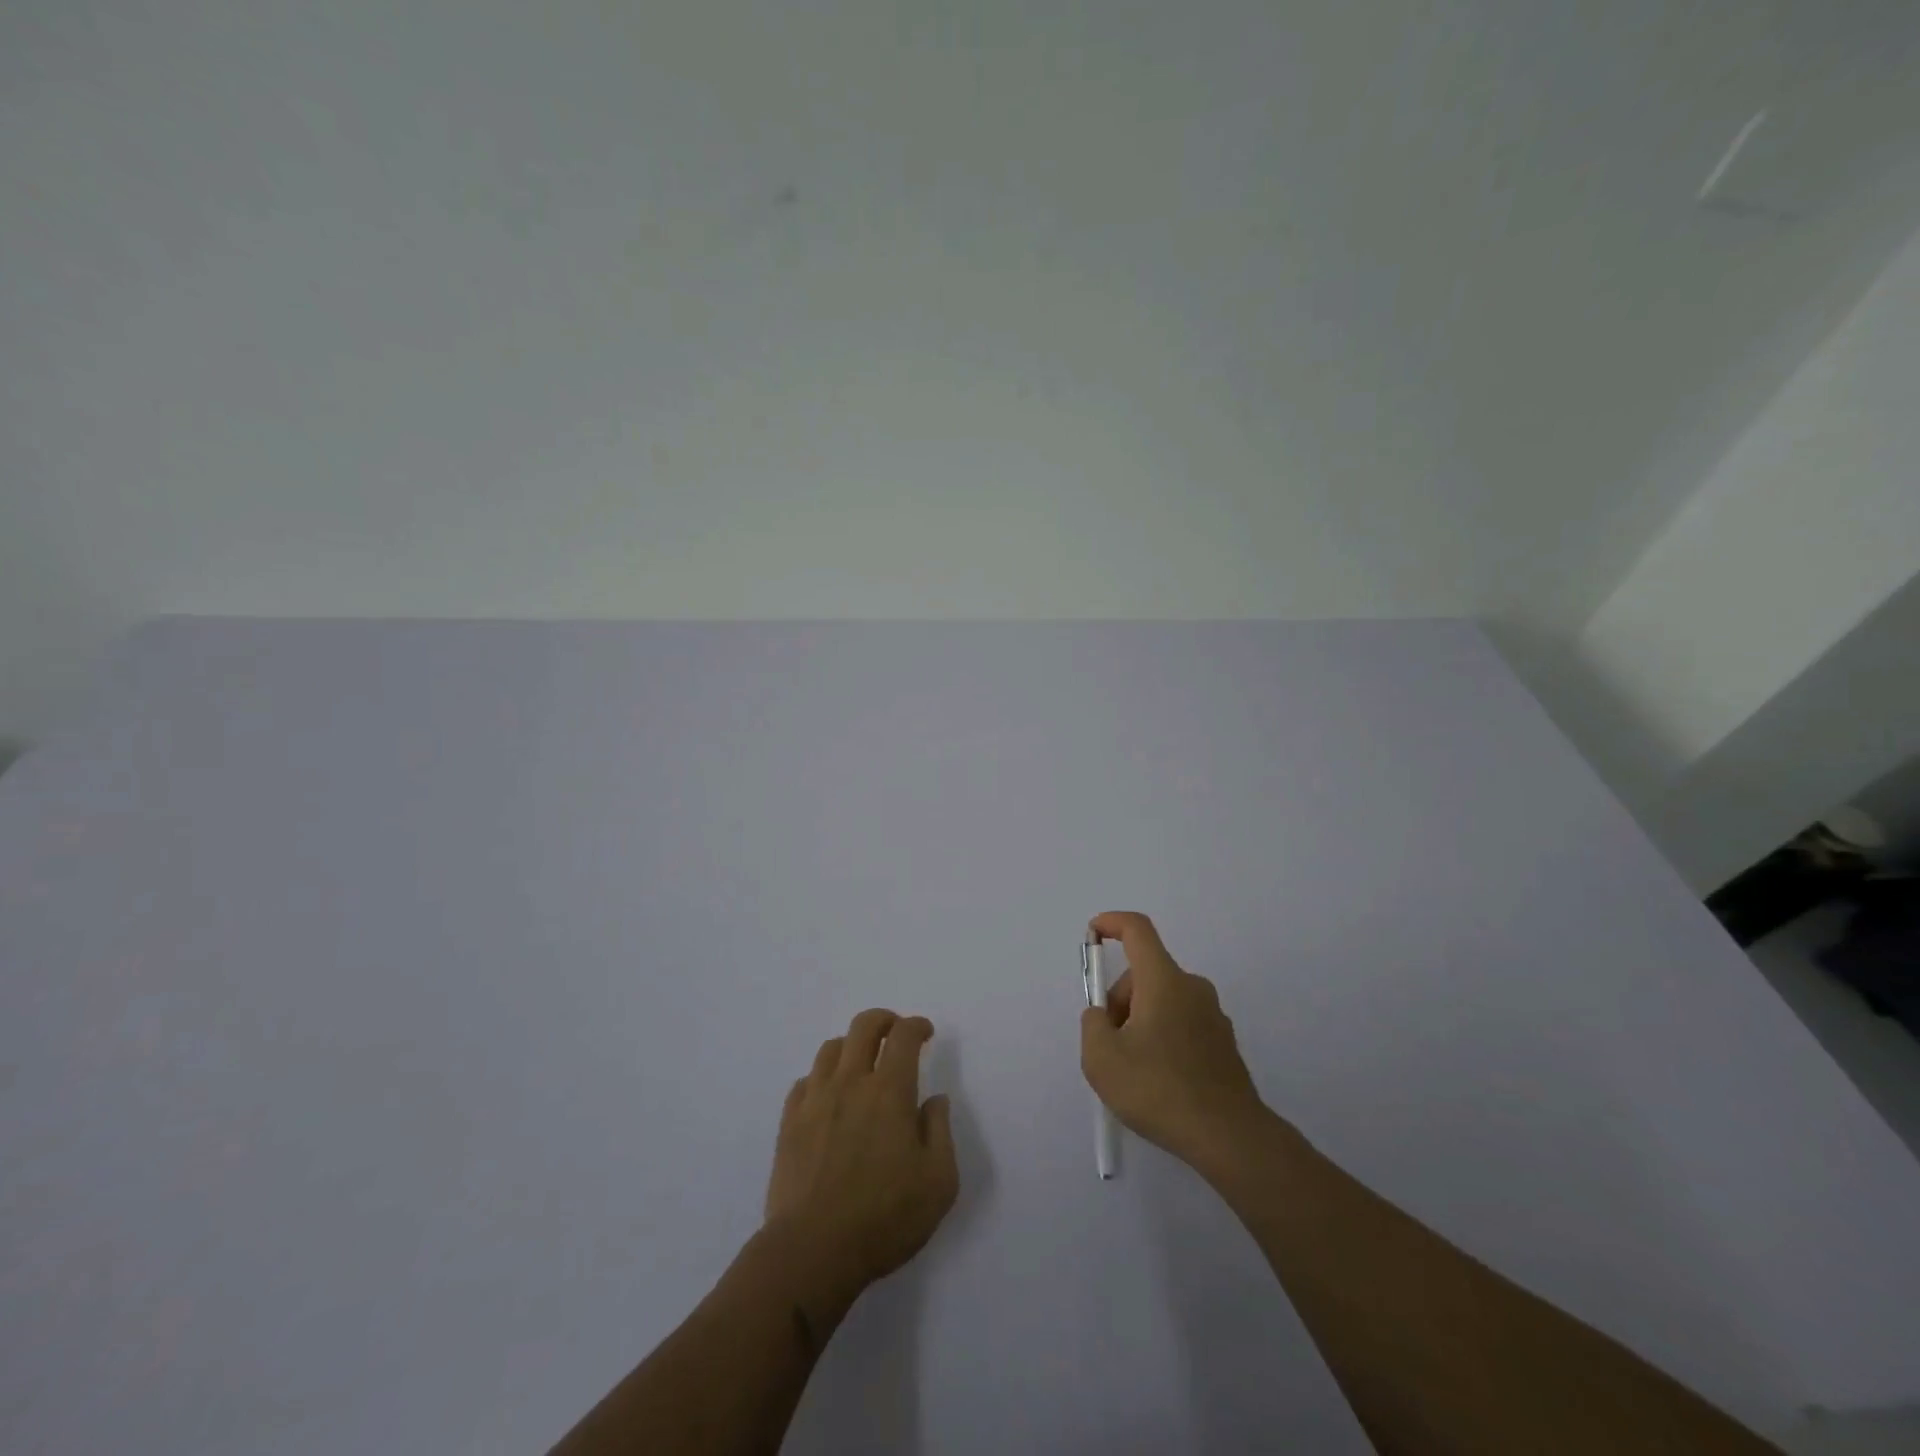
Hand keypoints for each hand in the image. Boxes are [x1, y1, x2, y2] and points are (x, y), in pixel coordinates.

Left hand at [765, 1009, 958, 1303]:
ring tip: (862, 1063)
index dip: (917, 1026)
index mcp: (889, 1092)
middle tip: (896, 1033)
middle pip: (863, 1026)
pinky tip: (829, 1096)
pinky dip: (822, 1077)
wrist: (812, 1251)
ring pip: (831, 1048)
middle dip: (884, 1020)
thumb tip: (933, 1100)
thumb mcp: (938, 1182)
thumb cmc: (884, 1218)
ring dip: (852, 1046)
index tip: (925, 1033)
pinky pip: (805, 1081)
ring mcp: (815, 1100)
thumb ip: (940, 1131)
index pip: (903, 1036)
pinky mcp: (789, 1122)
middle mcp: (850, 1083)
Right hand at [1080, 911, 1273, 1172]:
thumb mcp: (1101, 1058)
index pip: (1138, 930)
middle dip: (1120, 999)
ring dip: (1141, 1021)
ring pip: (1164, 1000)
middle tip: (1108, 1042)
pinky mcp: (1224, 1044)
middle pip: (1146, 973)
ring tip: (1133, 1070)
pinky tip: (1159, 1081)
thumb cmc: (1159, 1089)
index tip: (1094, 933)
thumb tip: (1104, 1017)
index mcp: (1164, 981)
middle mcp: (1192, 988)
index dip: (1112, 923)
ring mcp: (1213, 1016)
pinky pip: (1182, 1024)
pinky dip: (1163, 1038)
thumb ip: (1093, 1025)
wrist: (1229, 1137)